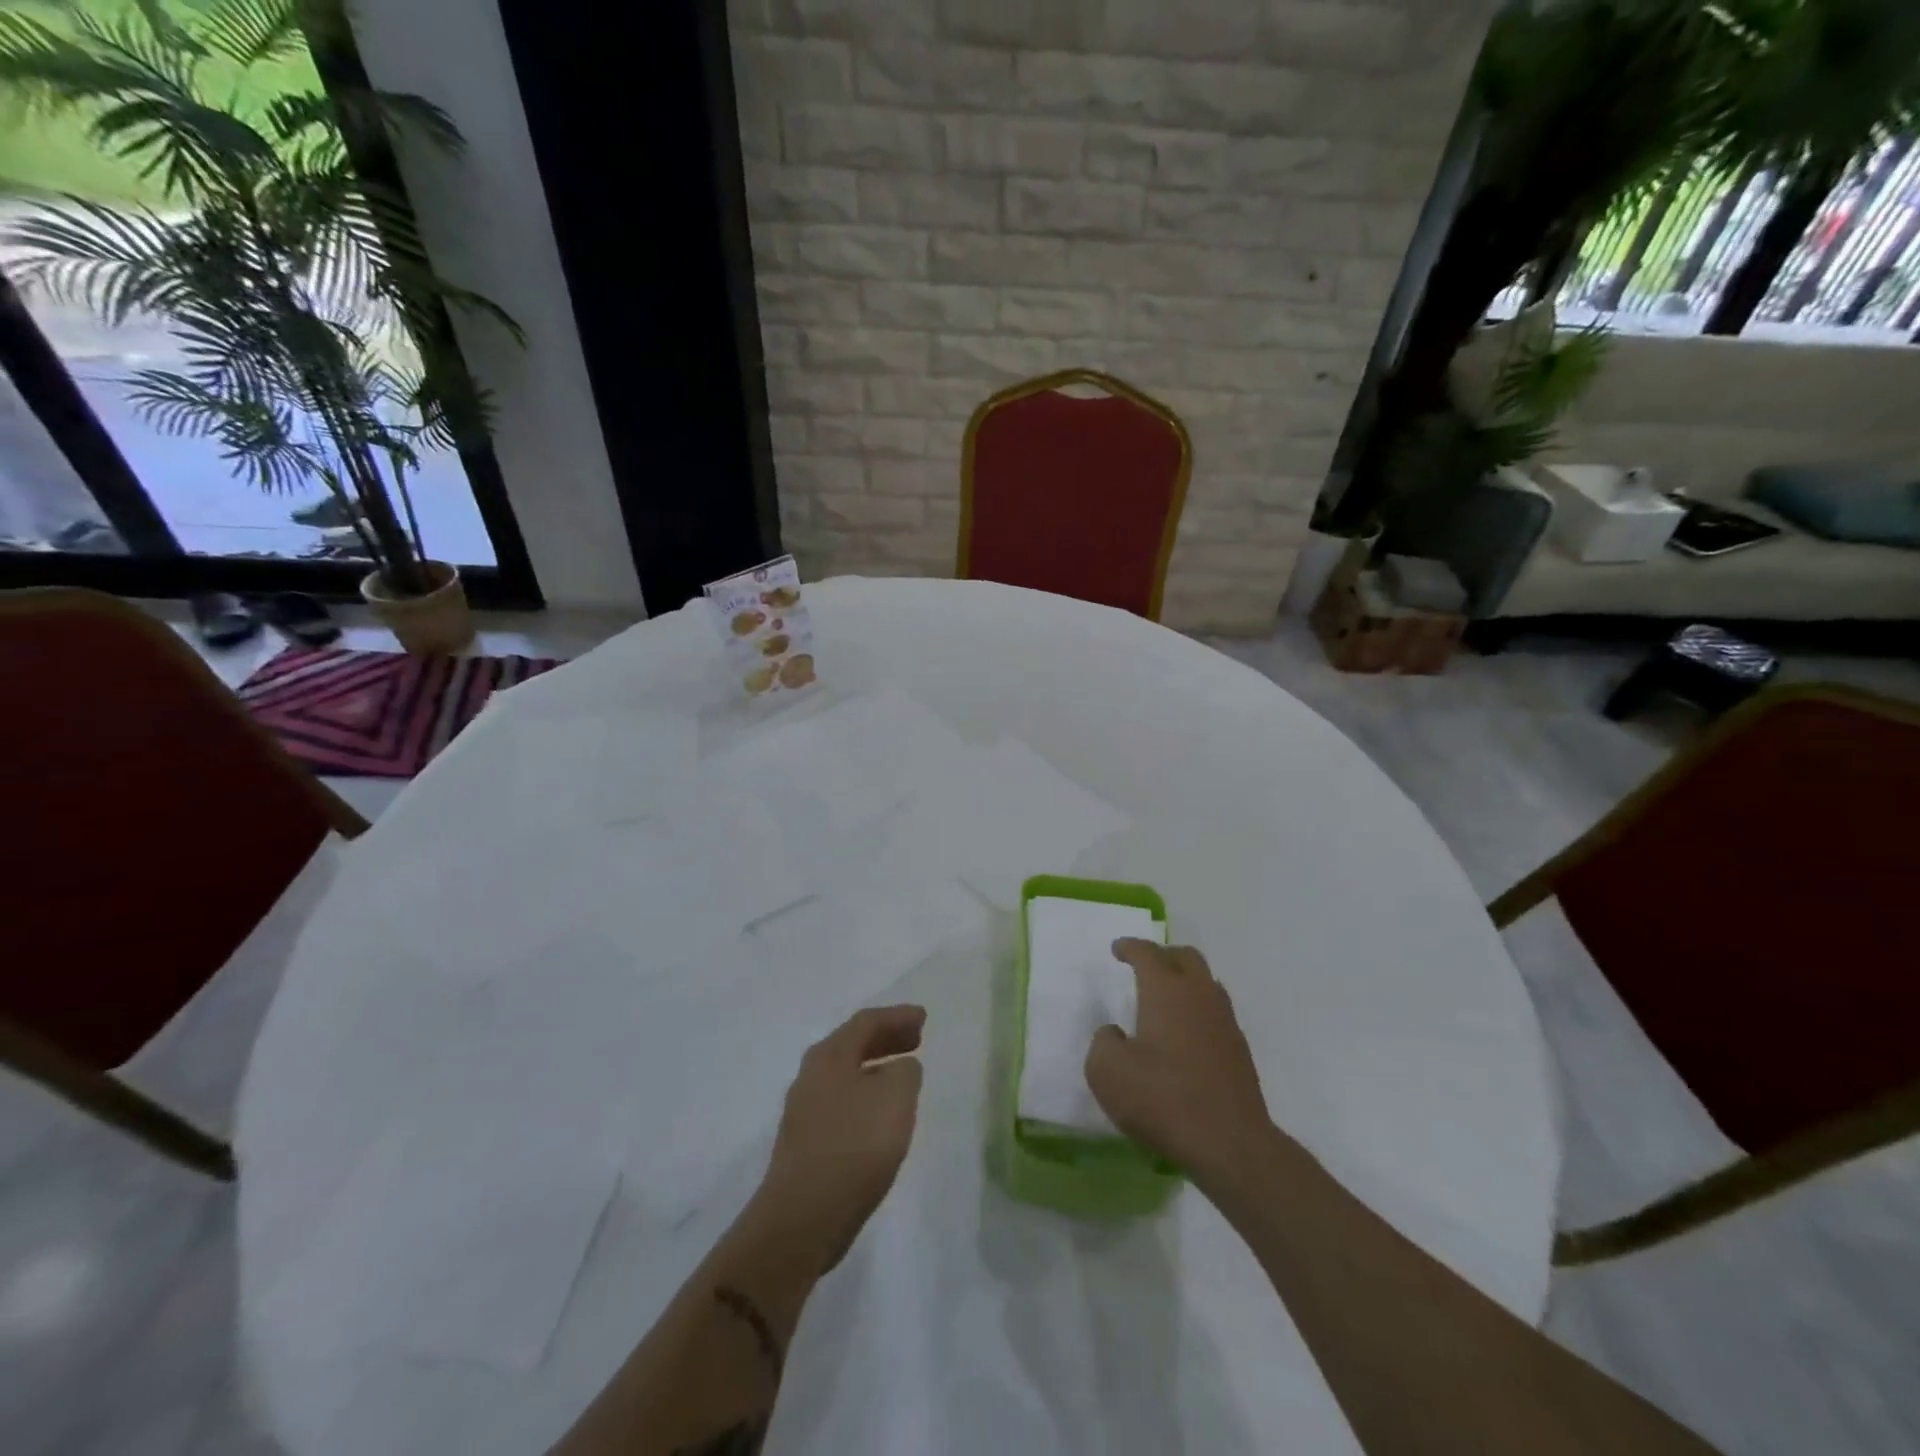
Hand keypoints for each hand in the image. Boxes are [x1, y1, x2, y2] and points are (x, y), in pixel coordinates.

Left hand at [754, 1004, 925, 1272]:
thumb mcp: (896, 1097)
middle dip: (886, 1038)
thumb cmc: (854, 1147)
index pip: (867, 1022)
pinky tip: (882, 1114)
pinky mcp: (806, 1143)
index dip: (898, 1016)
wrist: (802, 1219)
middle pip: (853, 1045)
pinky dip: (867, 1094)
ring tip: (904, 1074)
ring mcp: (805, 1110)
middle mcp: (812, 1075)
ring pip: (847, 1074)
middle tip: (917, 1039)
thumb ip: (905, 1071)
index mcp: (829, 1055)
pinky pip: (843, 1101)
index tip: (924, 1018)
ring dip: (877, 1067)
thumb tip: (900, 1067)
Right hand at [1085, 940, 1274, 1191]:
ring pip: (1207, 984)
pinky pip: (1216, 1015)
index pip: (1147, 953)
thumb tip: (1116, 1034)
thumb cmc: (1162, 1099)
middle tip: (1145, 966)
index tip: (1117, 949)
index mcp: (1166, 990)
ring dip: (1185, 983)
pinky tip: (1185, 1037)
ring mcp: (1225, 1022)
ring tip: (1166, 1000)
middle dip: (1163, 955)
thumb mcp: (1107, 1071)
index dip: (1129, 947)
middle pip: (1186, 957)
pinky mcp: (1240, 1052)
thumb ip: (1104, 1042)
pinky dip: (1198, 1013)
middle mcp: (1199, 996)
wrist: (1229, 1143)